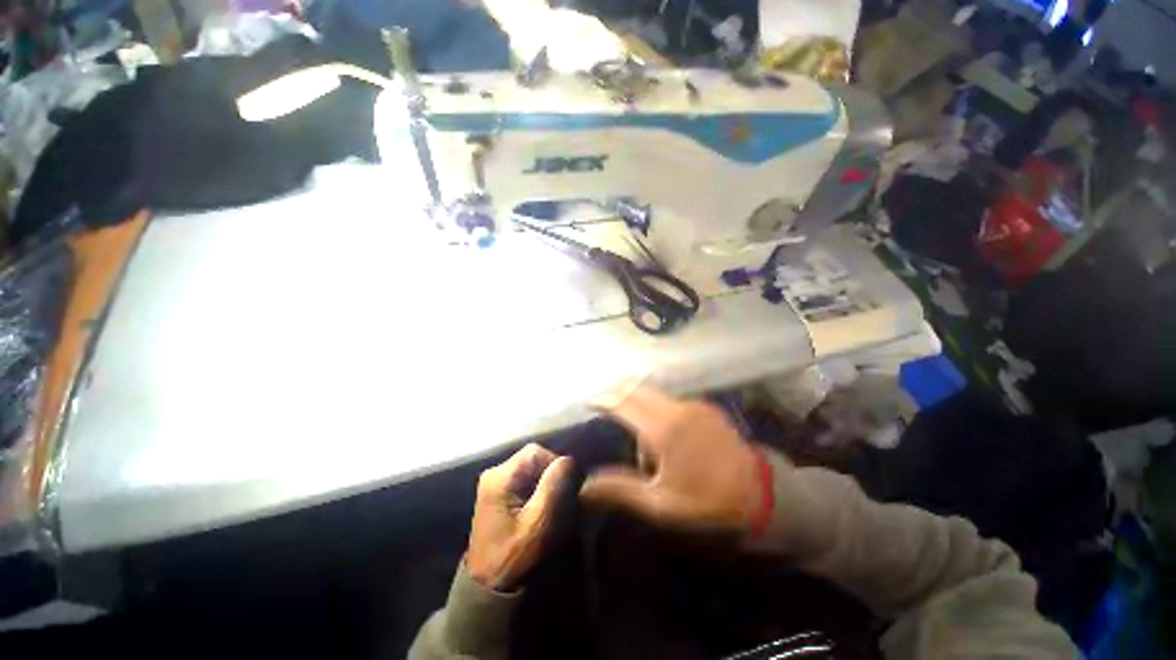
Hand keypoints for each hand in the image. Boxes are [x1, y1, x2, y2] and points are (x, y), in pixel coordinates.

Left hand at [467, 444, 572, 590]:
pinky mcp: (500, 495)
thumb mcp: (539, 524)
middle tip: (563, 500)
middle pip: (534, 459)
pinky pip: (527, 482)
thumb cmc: (514, 559)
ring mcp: (496, 484)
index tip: (568, 489)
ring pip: (533, 470)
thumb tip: (568, 460)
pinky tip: (543, 511)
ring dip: (548, 485)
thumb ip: (554, 487)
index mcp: (500, 477)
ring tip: (554, 508)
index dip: (556, 466)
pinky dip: (540, 492)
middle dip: (552, 476)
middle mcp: (495, 474)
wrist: (488, 591)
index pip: (537, 453)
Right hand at [580, 387, 762, 532]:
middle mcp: (677, 408)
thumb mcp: (660, 504)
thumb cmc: (707, 501)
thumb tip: (584, 486)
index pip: (623, 403)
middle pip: (638, 391)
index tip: (588, 400)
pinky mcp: (706, 407)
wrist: (761, 494)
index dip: (603, 399)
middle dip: (618, 395)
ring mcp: (694, 405)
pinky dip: (659, 410)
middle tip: (604, 406)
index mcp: (663, 429)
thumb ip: (620, 489)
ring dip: (640, 407)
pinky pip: (672, 402)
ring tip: (641, 441)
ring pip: (655, 397)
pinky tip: (665, 435)